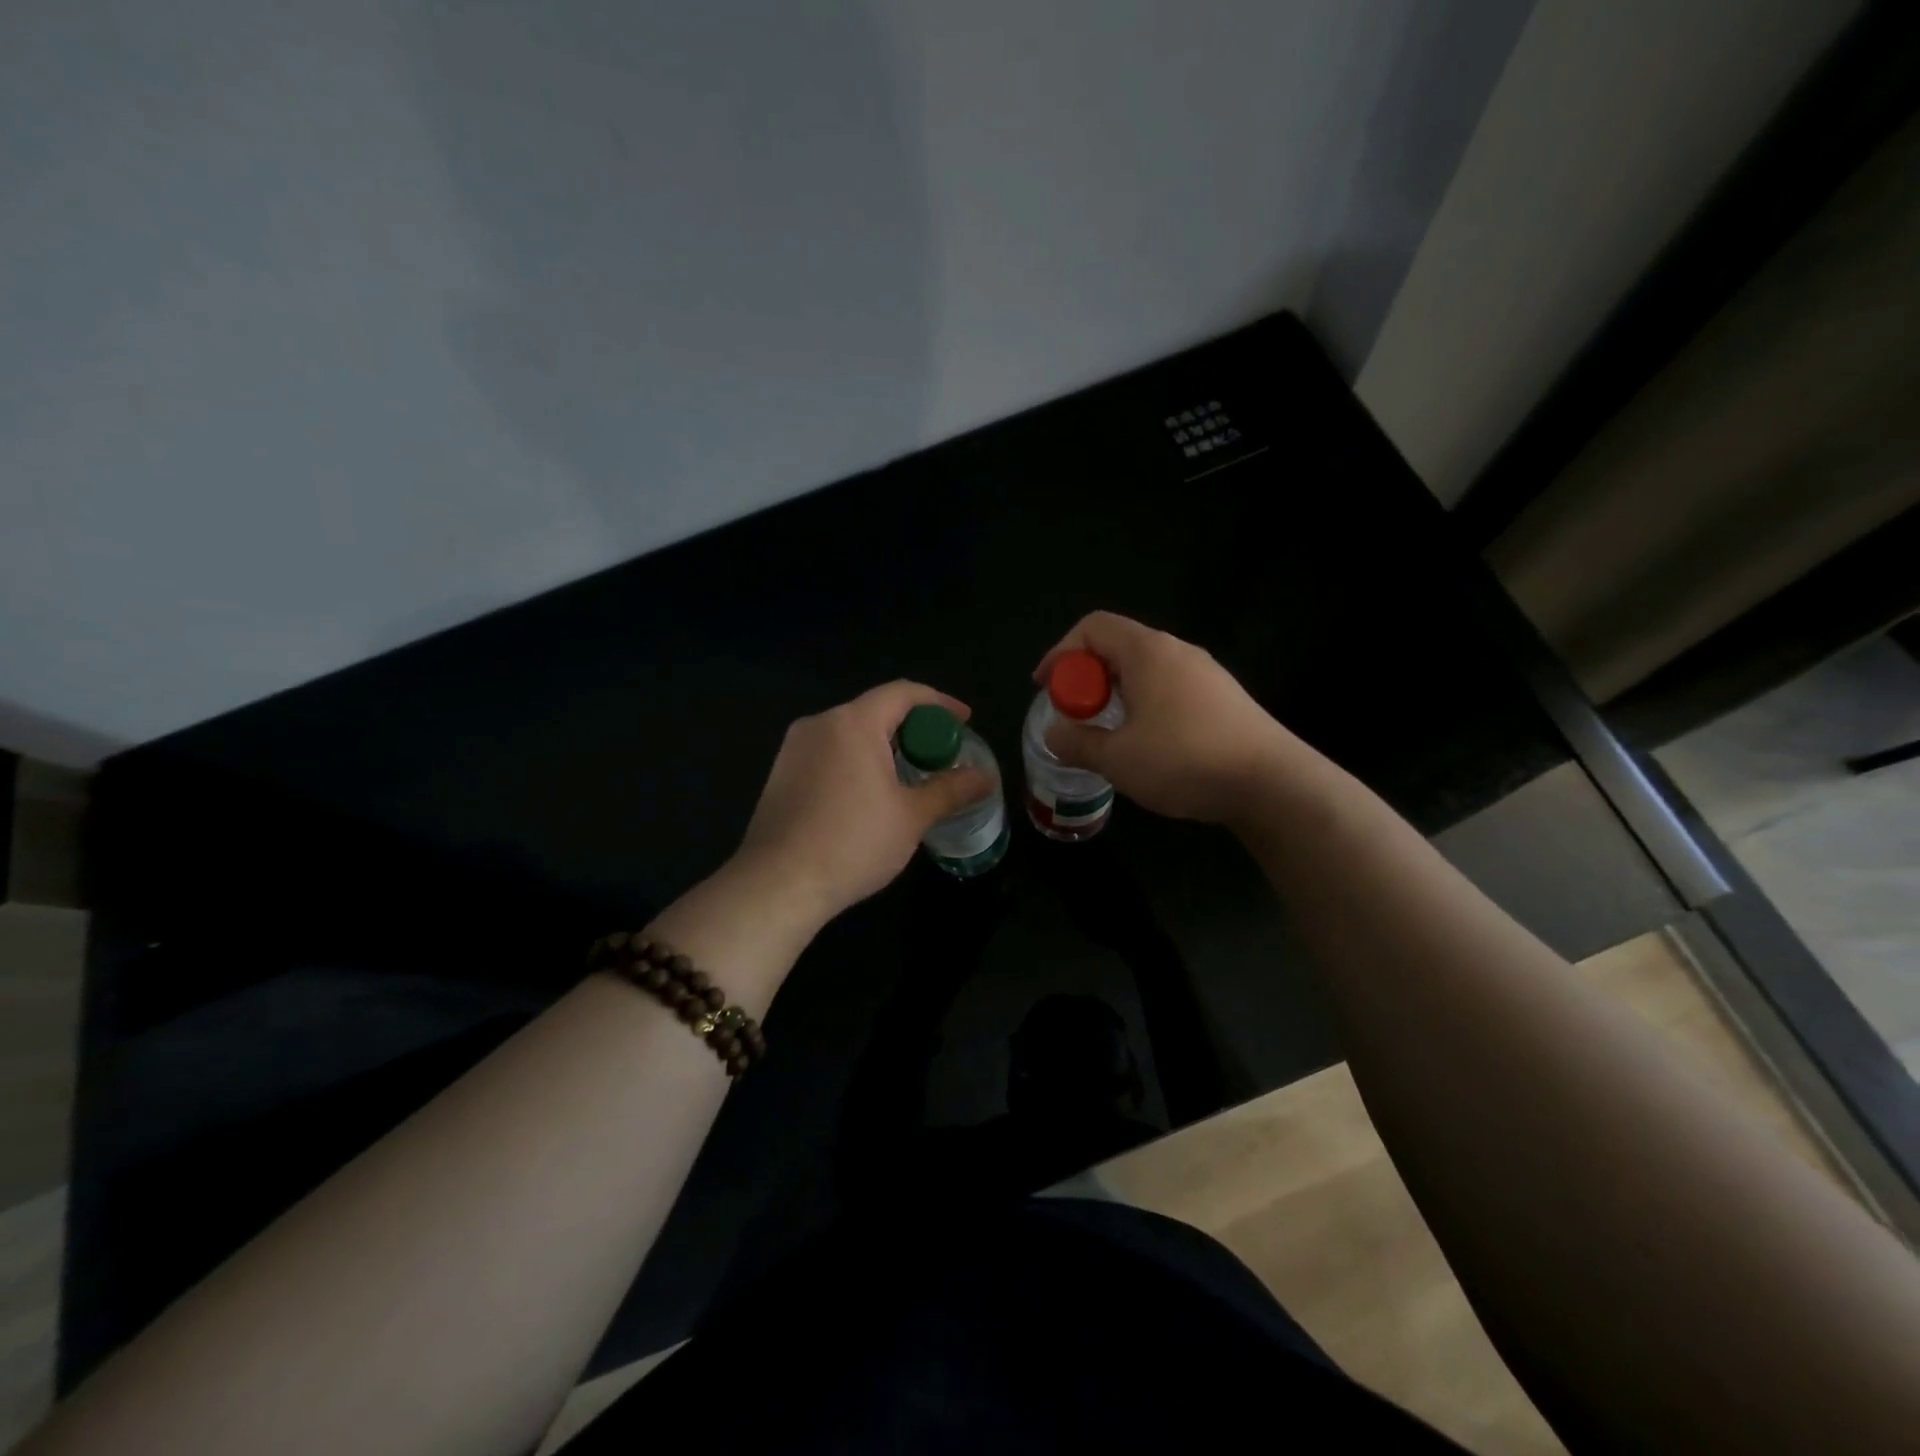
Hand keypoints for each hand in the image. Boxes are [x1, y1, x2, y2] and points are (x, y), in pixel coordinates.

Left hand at [733, 681, 994, 925]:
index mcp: (854, 723)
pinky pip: (828, 752)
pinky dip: (856, 760)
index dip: (940, 702)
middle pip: (876, 710)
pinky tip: (868, 794)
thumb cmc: (853, 843)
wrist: (778, 884)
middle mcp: (820, 723)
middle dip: (913, 727)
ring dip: (884, 745)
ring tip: (909, 775)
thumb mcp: (912, 816)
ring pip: (850, 732)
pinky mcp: (780, 773)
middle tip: (940, 755)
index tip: (965, 721)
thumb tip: (986, 778)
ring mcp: (794, 748)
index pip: (904, 693)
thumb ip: (951, 790)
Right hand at [1034, 612, 1295, 824]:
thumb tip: (1054, 733)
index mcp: (1147, 652)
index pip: (1093, 627)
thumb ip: (1077, 742)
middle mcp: (1177, 651)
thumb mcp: (1118, 758)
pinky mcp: (1224, 697)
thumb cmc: (1185, 761)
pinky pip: (1170, 687)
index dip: (1061, 653)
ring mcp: (1206, 673)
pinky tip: (1148, 743)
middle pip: (1119, 646)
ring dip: (1116, 693)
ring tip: (1107, 732)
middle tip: (1075, 714)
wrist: (1272, 783)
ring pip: (1146, 669)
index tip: (1046, 687)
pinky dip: (1144, 704)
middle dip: (1087, 677)